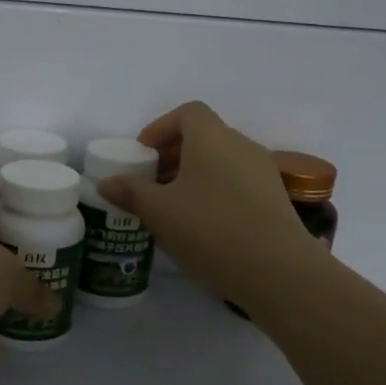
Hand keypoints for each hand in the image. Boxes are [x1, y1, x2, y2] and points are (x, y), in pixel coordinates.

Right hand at [96, 101, 321, 308]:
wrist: (278, 271)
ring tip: (173, 207)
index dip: (161, 128)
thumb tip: (107, 182)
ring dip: (194, 175)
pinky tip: (203, 226)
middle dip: (174, 154)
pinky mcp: (275, 200)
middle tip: (151, 183)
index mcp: (212, 138)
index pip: (188, 113)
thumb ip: (131, 191)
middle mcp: (241, 146)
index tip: (144, 154)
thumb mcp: (159, 211)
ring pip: (221, 161)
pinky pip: (237, 183)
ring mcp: (263, 172)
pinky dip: (215, 192)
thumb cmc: (210, 229)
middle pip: (204, 136)